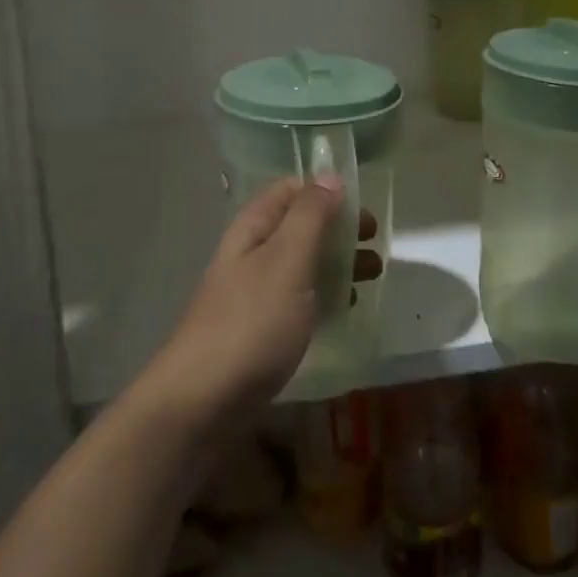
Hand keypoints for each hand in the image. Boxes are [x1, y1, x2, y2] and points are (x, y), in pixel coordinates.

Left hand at [149, 178, 381, 429]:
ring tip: (373, 273)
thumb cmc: (251, 322)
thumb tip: (329, 175)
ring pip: (301, 263)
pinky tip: (345, 307)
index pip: (289, 190)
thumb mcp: (287, 261)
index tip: (361, 203)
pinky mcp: (261, 329)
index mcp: (253, 228)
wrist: (203, 401)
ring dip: (336, 261)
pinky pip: (299, 299)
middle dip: (337, 228)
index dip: (324, 190)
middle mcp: (251, 253)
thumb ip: (310, 216)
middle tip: (374, 241)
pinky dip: (324, 295)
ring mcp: (254, 293)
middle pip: (298, 226)